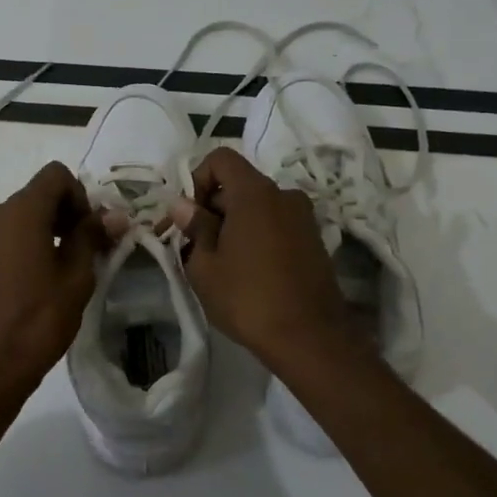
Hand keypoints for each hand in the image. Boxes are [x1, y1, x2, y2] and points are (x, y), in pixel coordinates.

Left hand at [0, 161, 105, 412]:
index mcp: (20, 211)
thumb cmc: (38, 321)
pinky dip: (31, 243)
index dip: (81, 196)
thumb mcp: (76, 278)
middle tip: (90, 250)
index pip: (56, 175)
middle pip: (40, 194)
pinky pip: (9, 235)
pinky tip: (44, 278)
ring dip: (51, 229)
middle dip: (69, 213)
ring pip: (25, 215)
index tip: (91, 231)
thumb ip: (92, 238)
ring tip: (69, 267)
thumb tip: (115, 215)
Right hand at [170, 147, 352, 367]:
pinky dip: (256, 237)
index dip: (197, 179)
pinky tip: (246, 272)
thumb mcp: (205, 266)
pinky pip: (275, 225)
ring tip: (219, 264)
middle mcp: (284, 195)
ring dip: (234, 225)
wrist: (309, 338)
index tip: (188, 215)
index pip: (221, 159)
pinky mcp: (313, 240)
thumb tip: (182, 205)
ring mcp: (303, 218)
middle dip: (212, 208)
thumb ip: (194, 227)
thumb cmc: (248, 298)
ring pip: (257, 208)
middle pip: (238, 185)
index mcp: (255, 193)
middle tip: (194, 246)